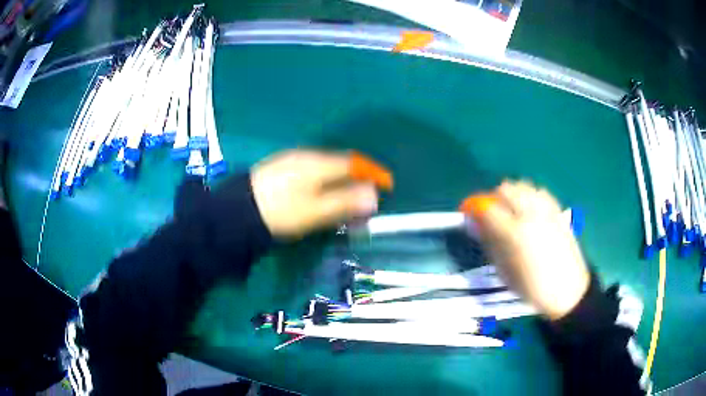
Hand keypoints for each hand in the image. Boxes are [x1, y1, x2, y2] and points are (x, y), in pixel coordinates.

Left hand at [251, 150, 392, 238]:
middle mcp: (308, 156)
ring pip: (326, 166)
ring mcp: (292, 160)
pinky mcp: (281, 168)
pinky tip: (320, 191)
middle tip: (366, 195)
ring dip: (341, 178)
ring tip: (346, 196)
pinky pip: (312, 170)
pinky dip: (324, 180)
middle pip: (340, 163)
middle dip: (358, 177)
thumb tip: (374, 196)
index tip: (385, 184)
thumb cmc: (281, 212)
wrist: (238, 211)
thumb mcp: (315, 211)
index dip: (372, 172)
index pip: (354, 163)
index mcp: (319, 164)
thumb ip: (345, 202)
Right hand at [461, 181, 589, 320]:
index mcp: (514, 234)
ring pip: (524, 186)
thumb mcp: (504, 271)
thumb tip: (478, 225)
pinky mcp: (558, 212)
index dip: (475, 208)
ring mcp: (546, 211)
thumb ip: (491, 243)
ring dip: (513, 194)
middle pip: (506, 189)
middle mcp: (530, 215)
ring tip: (512, 210)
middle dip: (494, 198)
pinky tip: (530, 209)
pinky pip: (540, 192)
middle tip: (492, 212)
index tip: (469, 212)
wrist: (567, 290)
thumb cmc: (532, 287)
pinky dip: (530, 195)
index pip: (488, 208)